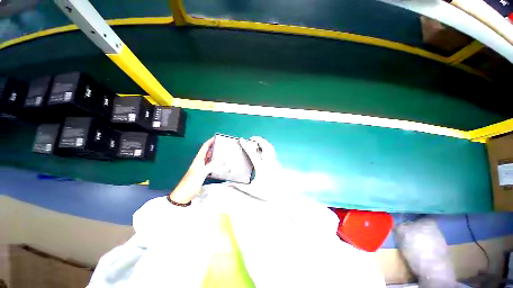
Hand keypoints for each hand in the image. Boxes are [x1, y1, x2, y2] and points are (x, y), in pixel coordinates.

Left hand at [169, 138, 222, 203]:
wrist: (184, 194)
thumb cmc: (191, 182)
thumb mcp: (202, 172)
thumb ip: (212, 164)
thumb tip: (222, 157)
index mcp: (198, 159)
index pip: (204, 147)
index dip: (209, 142)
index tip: (216, 137)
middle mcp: (199, 162)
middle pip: (206, 151)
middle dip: (213, 146)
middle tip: (222, 144)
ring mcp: (201, 167)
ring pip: (208, 158)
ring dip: (214, 153)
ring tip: (222, 151)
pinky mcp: (202, 172)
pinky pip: (210, 164)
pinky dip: (214, 161)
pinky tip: (219, 163)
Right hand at [231, 136, 281, 200]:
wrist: (282, 197)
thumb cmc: (267, 194)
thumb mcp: (251, 190)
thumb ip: (239, 186)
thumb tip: (228, 184)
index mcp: (261, 168)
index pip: (253, 153)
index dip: (246, 145)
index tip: (242, 139)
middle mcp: (269, 163)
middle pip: (266, 146)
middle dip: (259, 139)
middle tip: (252, 138)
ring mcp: (275, 163)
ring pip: (271, 148)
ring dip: (264, 143)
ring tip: (257, 143)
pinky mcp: (277, 164)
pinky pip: (272, 153)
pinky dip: (267, 149)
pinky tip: (262, 152)